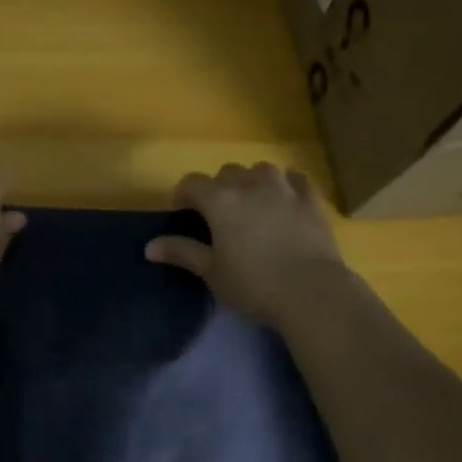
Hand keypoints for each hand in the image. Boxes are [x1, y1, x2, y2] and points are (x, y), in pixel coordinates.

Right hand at [144, 163, 349, 328]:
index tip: (183, 213)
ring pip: (261, 169)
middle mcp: (250, 185)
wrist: (312, 292)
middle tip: (219, 214)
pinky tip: (286, 197)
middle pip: (226, 172)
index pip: (192, 182)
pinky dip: (287, 183)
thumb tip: (149, 246)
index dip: (184, 195)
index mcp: (220, 200)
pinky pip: (296, 178)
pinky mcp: (311, 199)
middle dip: (218, 187)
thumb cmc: (254, 285)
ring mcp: (284, 188)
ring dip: (252, 180)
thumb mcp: (212, 273)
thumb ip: (182, 252)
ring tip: (252, 202)